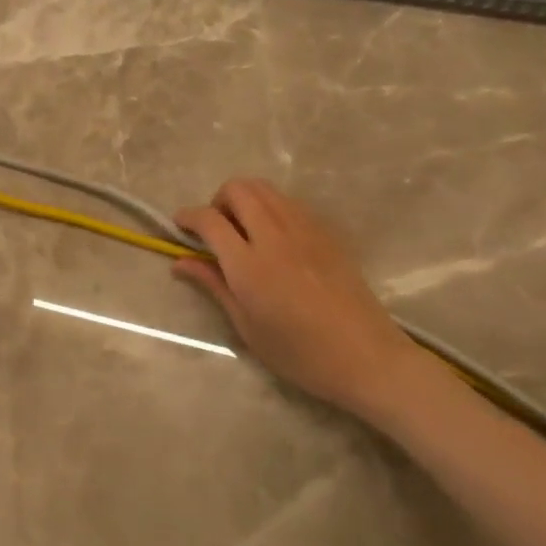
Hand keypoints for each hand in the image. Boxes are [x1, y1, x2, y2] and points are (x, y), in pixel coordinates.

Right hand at [173, 179, 425, 418]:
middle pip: (239, 189)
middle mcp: (275, 236)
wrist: (365, 357)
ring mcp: (305, 229)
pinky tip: (273, 239)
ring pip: (265, 189)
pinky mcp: (327, 232)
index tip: (179, 226)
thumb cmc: (299, 353)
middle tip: (215, 231)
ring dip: (245, 200)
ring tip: (243, 232)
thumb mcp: (246, 325)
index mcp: (249, 265)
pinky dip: (270, 208)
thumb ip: (214, 284)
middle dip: (217, 201)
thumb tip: (181, 262)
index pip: (210, 220)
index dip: (188, 217)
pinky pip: (289, 202)